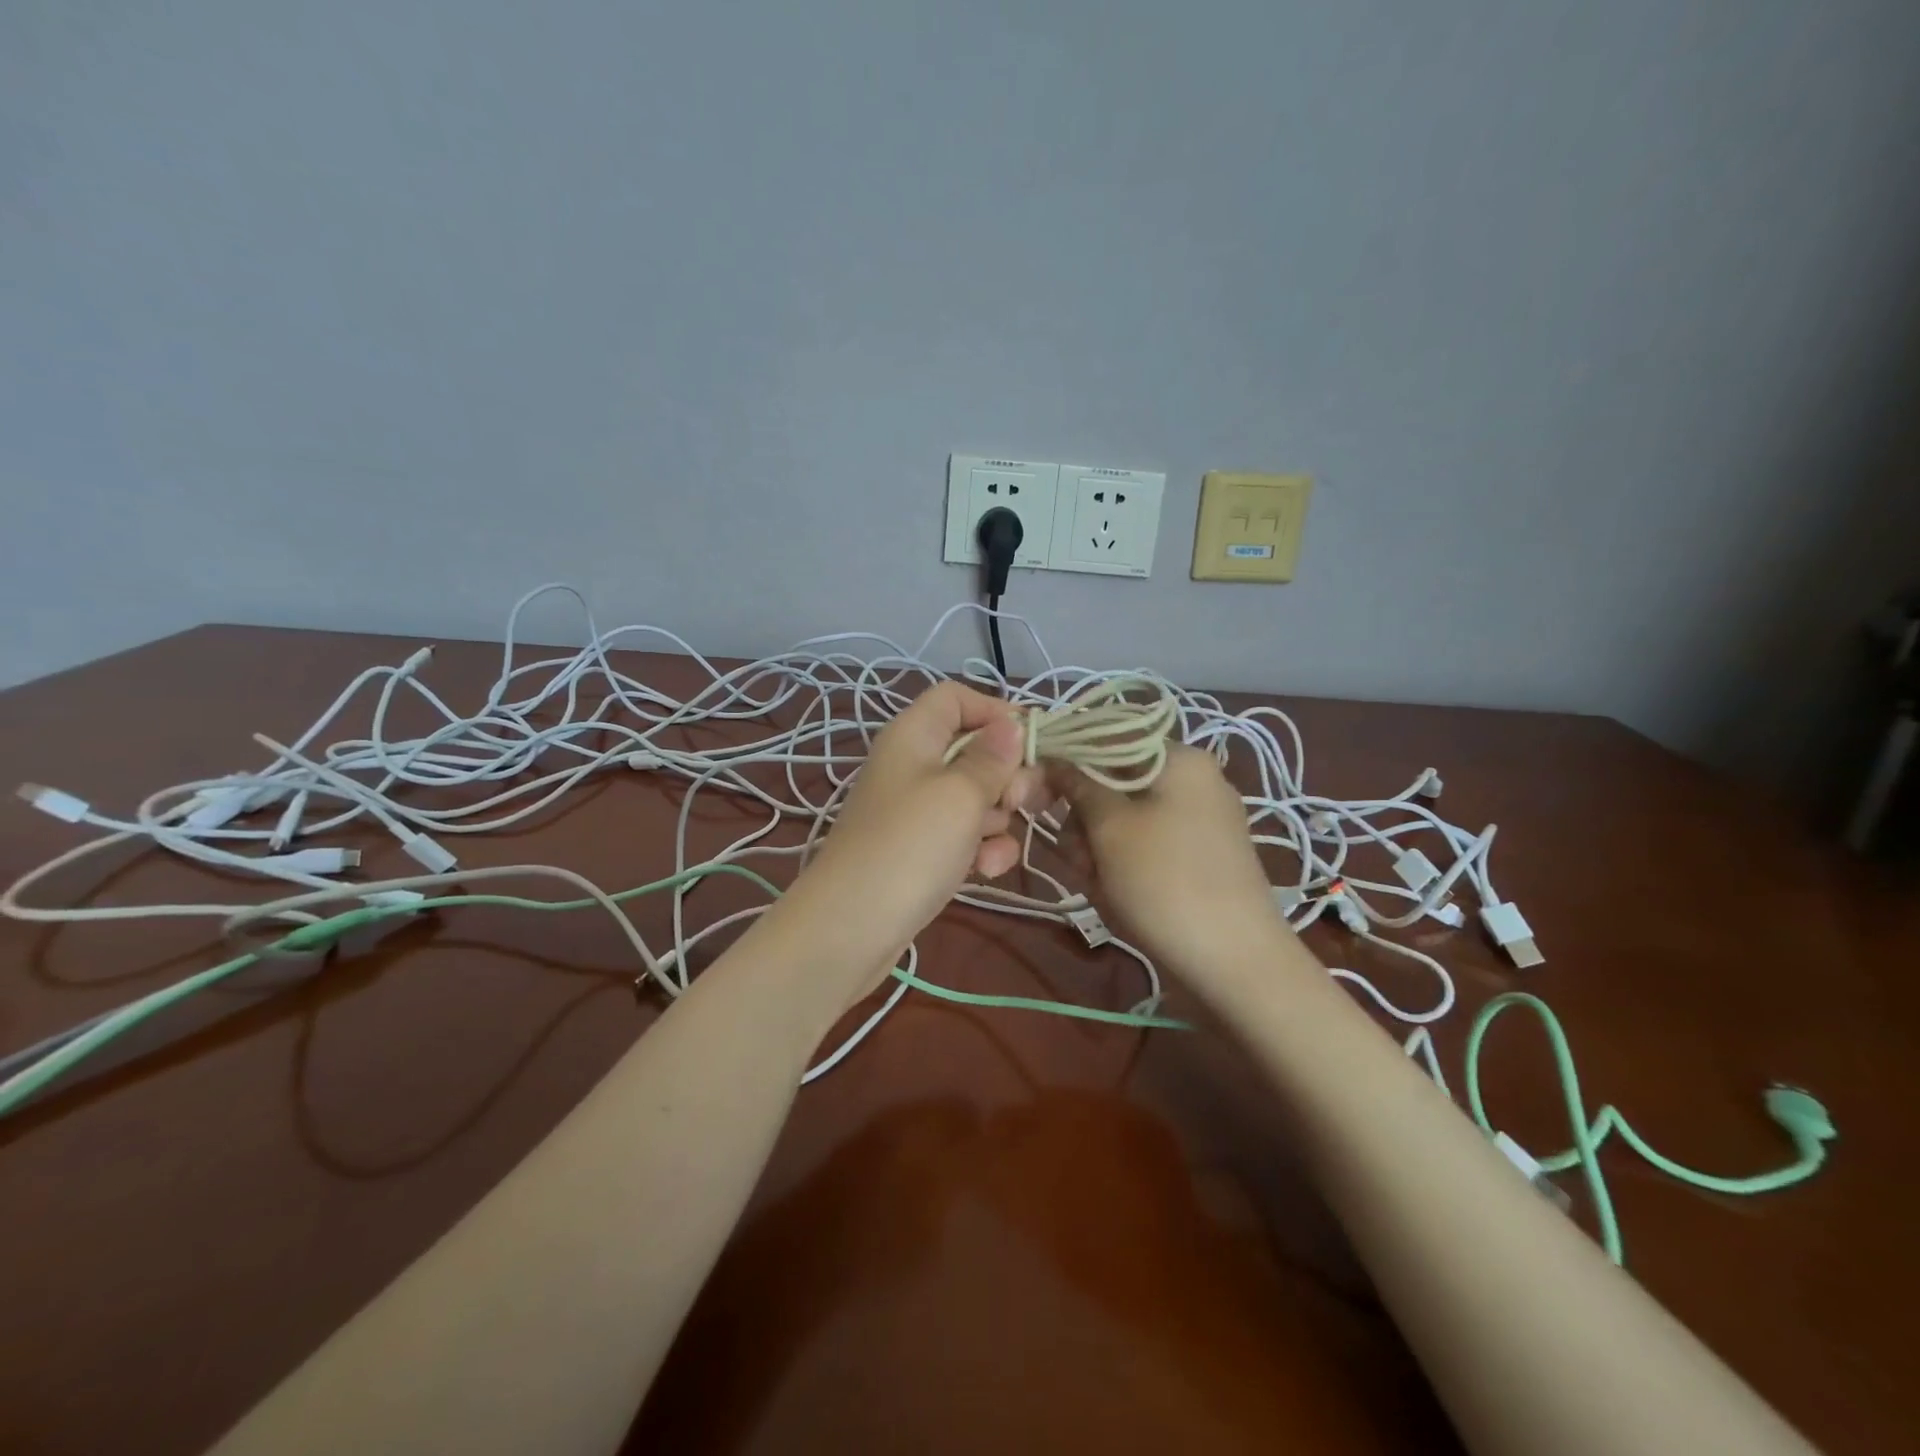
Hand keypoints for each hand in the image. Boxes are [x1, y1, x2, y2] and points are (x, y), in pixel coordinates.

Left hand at [781, 681, 1045, 978]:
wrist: (851, 929)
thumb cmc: (909, 846)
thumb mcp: (960, 794)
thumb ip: (992, 758)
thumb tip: (1011, 723)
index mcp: (913, 735)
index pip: (956, 697)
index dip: (996, 711)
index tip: (1031, 742)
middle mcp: (913, 765)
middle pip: (974, 749)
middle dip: (1006, 775)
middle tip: (1018, 801)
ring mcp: (917, 810)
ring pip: (976, 796)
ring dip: (998, 820)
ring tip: (993, 846)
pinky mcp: (922, 849)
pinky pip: (964, 835)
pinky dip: (981, 849)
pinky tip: (986, 871)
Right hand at [1051, 744, 1288, 984]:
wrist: (1235, 962)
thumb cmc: (1164, 881)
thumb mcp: (1109, 827)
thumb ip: (1077, 784)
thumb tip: (1053, 758)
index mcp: (1180, 758)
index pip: (1109, 739)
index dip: (1068, 760)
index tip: (1039, 792)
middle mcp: (1195, 780)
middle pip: (1116, 781)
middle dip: (1085, 817)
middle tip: (1076, 855)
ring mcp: (1202, 820)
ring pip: (1127, 817)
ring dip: (1100, 847)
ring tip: (1097, 884)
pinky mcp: (1201, 857)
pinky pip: (1148, 845)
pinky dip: (1124, 864)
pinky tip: (1115, 894)